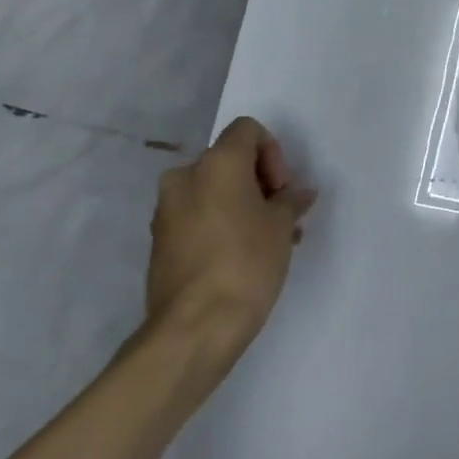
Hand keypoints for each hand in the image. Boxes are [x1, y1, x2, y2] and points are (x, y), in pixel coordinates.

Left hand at [143, 117, 317, 376]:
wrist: (194, 328)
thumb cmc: (246, 263)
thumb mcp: (281, 226)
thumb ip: (290, 201)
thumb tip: (298, 194)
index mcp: (216, 163)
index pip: (247, 130)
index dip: (272, 153)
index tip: (281, 189)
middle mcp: (185, 177)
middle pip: (229, 161)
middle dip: (258, 182)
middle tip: (281, 215)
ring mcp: (167, 211)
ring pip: (213, 191)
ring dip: (241, 205)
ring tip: (269, 241)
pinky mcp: (160, 242)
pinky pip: (197, 217)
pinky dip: (220, 224)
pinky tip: (243, 255)